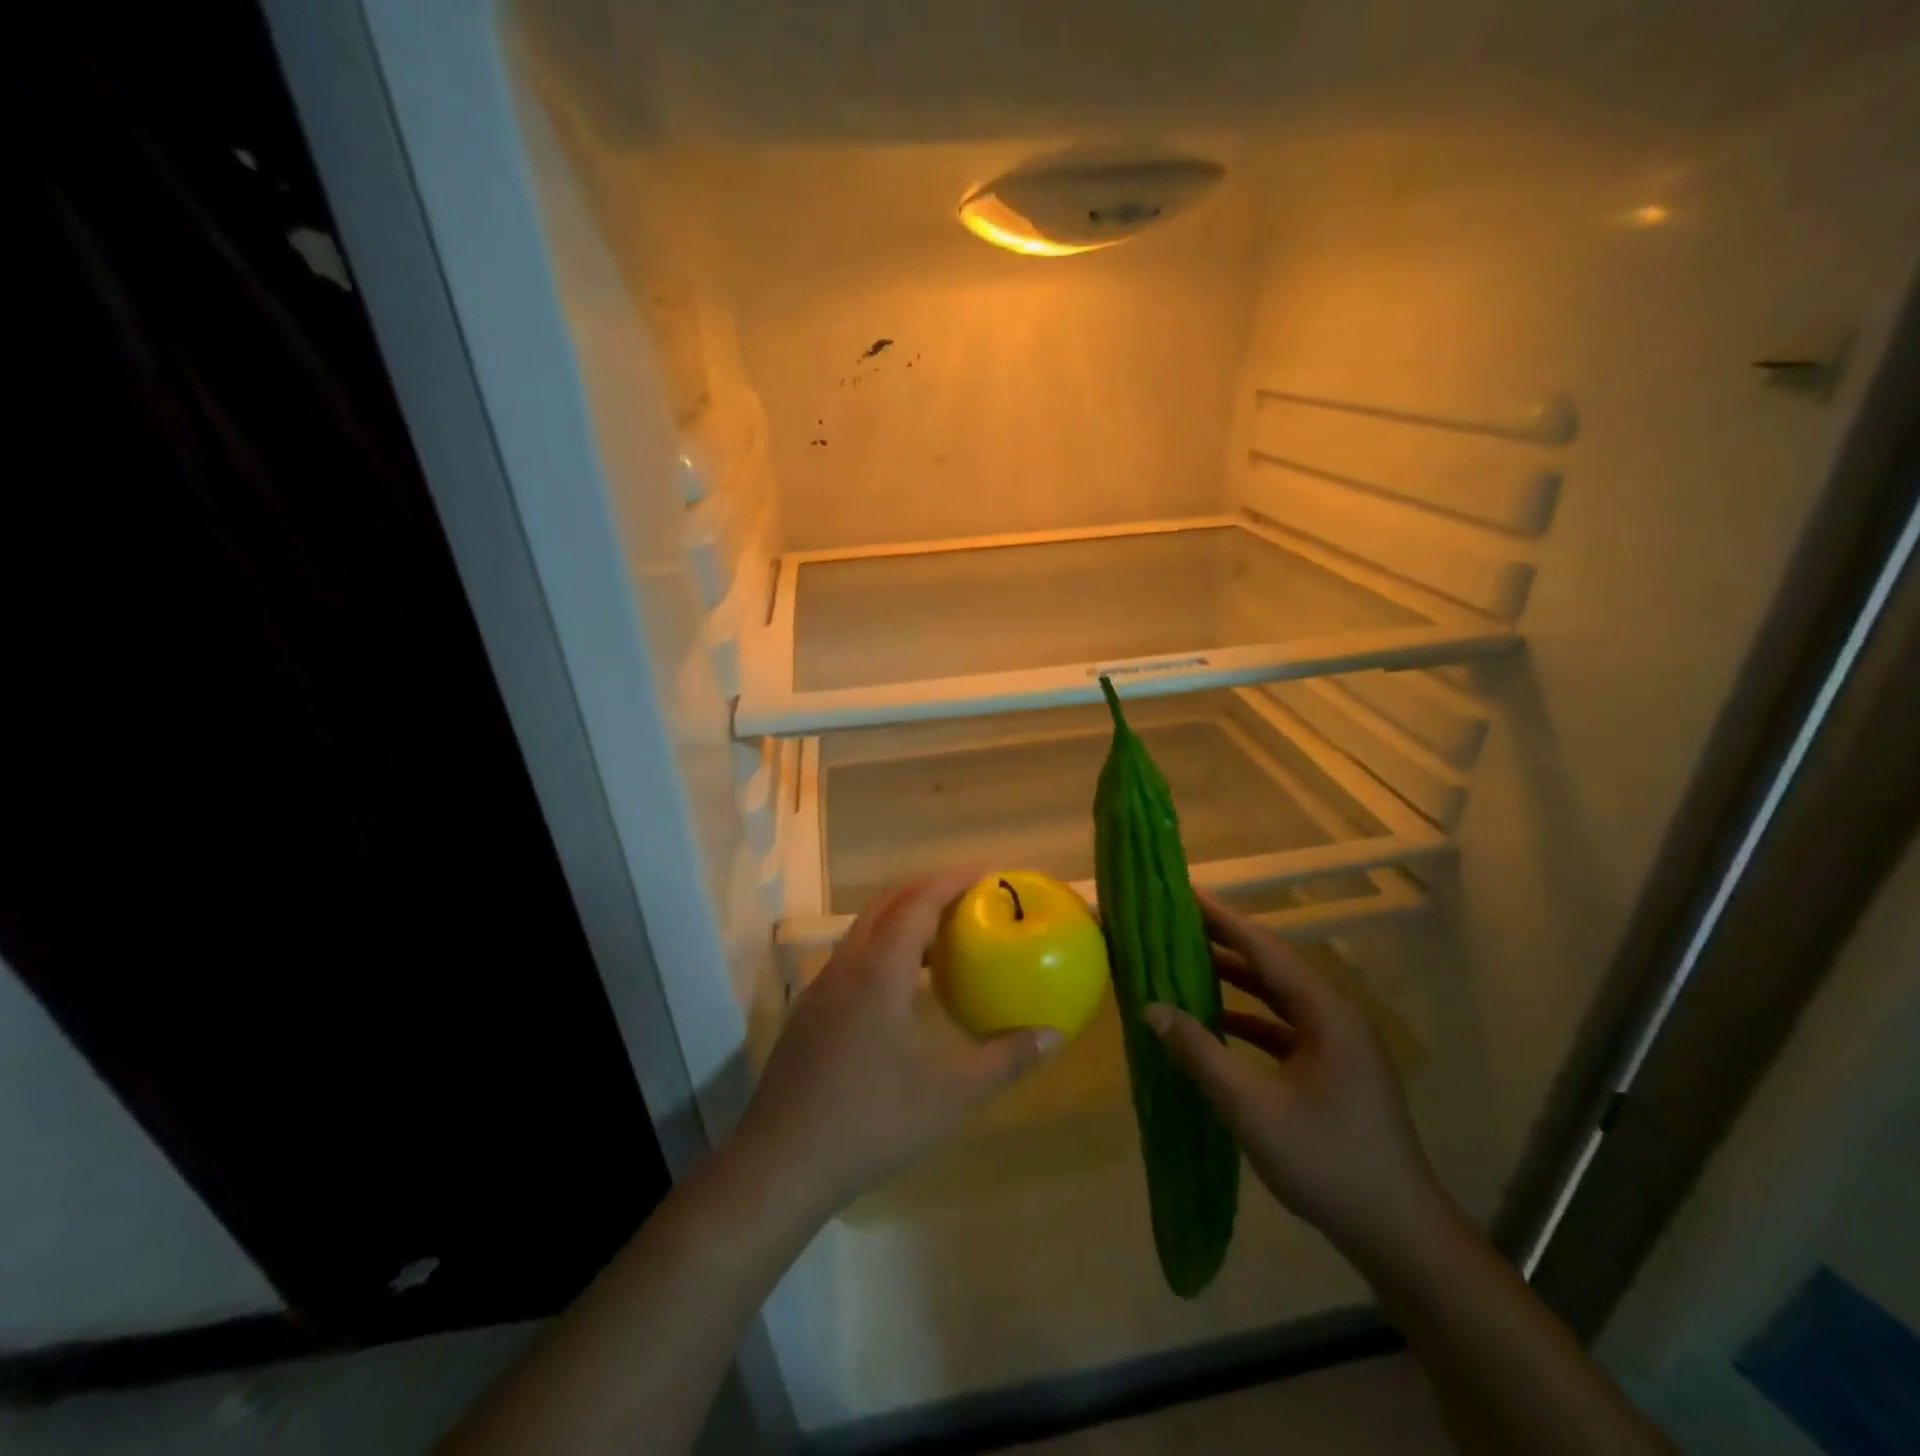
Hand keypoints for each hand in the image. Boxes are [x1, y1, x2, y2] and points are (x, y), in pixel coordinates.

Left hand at [730, 869, 1061, 1222]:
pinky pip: (853, 956)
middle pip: (888, 904)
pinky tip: (904, 984)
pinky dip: (884, 945)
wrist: (780, 1163)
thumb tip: (1053, 1035)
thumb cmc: (869, 1123)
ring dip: (903, 917)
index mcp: (879, 972)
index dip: (951, 881)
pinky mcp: (811, 1010)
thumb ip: (1004, 1061)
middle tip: (970, 897)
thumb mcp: (948, 1097)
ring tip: (944, 933)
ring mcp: (822, 987)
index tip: (986, 874)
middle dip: (928, 890)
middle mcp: (847, 966)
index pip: (917, 903)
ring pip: (865, 929)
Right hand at [1144, 891, 1446, 1266]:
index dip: (1224, 919)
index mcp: (1326, 1012)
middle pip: (1275, 965)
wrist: (1398, 1232)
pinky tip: (1218, 1021)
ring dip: (1237, 979)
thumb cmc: (1326, 1161)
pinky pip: (1285, 1025)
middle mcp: (1336, 1016)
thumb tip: (1152, 1007)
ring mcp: (1339, 1043)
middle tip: (1179, 921)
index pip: (1266, 949)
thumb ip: (1200, 1052)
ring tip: (1189, 960)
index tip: (1186, 893)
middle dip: (1227, 942)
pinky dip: (1250, 1016)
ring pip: (1280, 995)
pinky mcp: (1335, 1068)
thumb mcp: (1252, 1107)